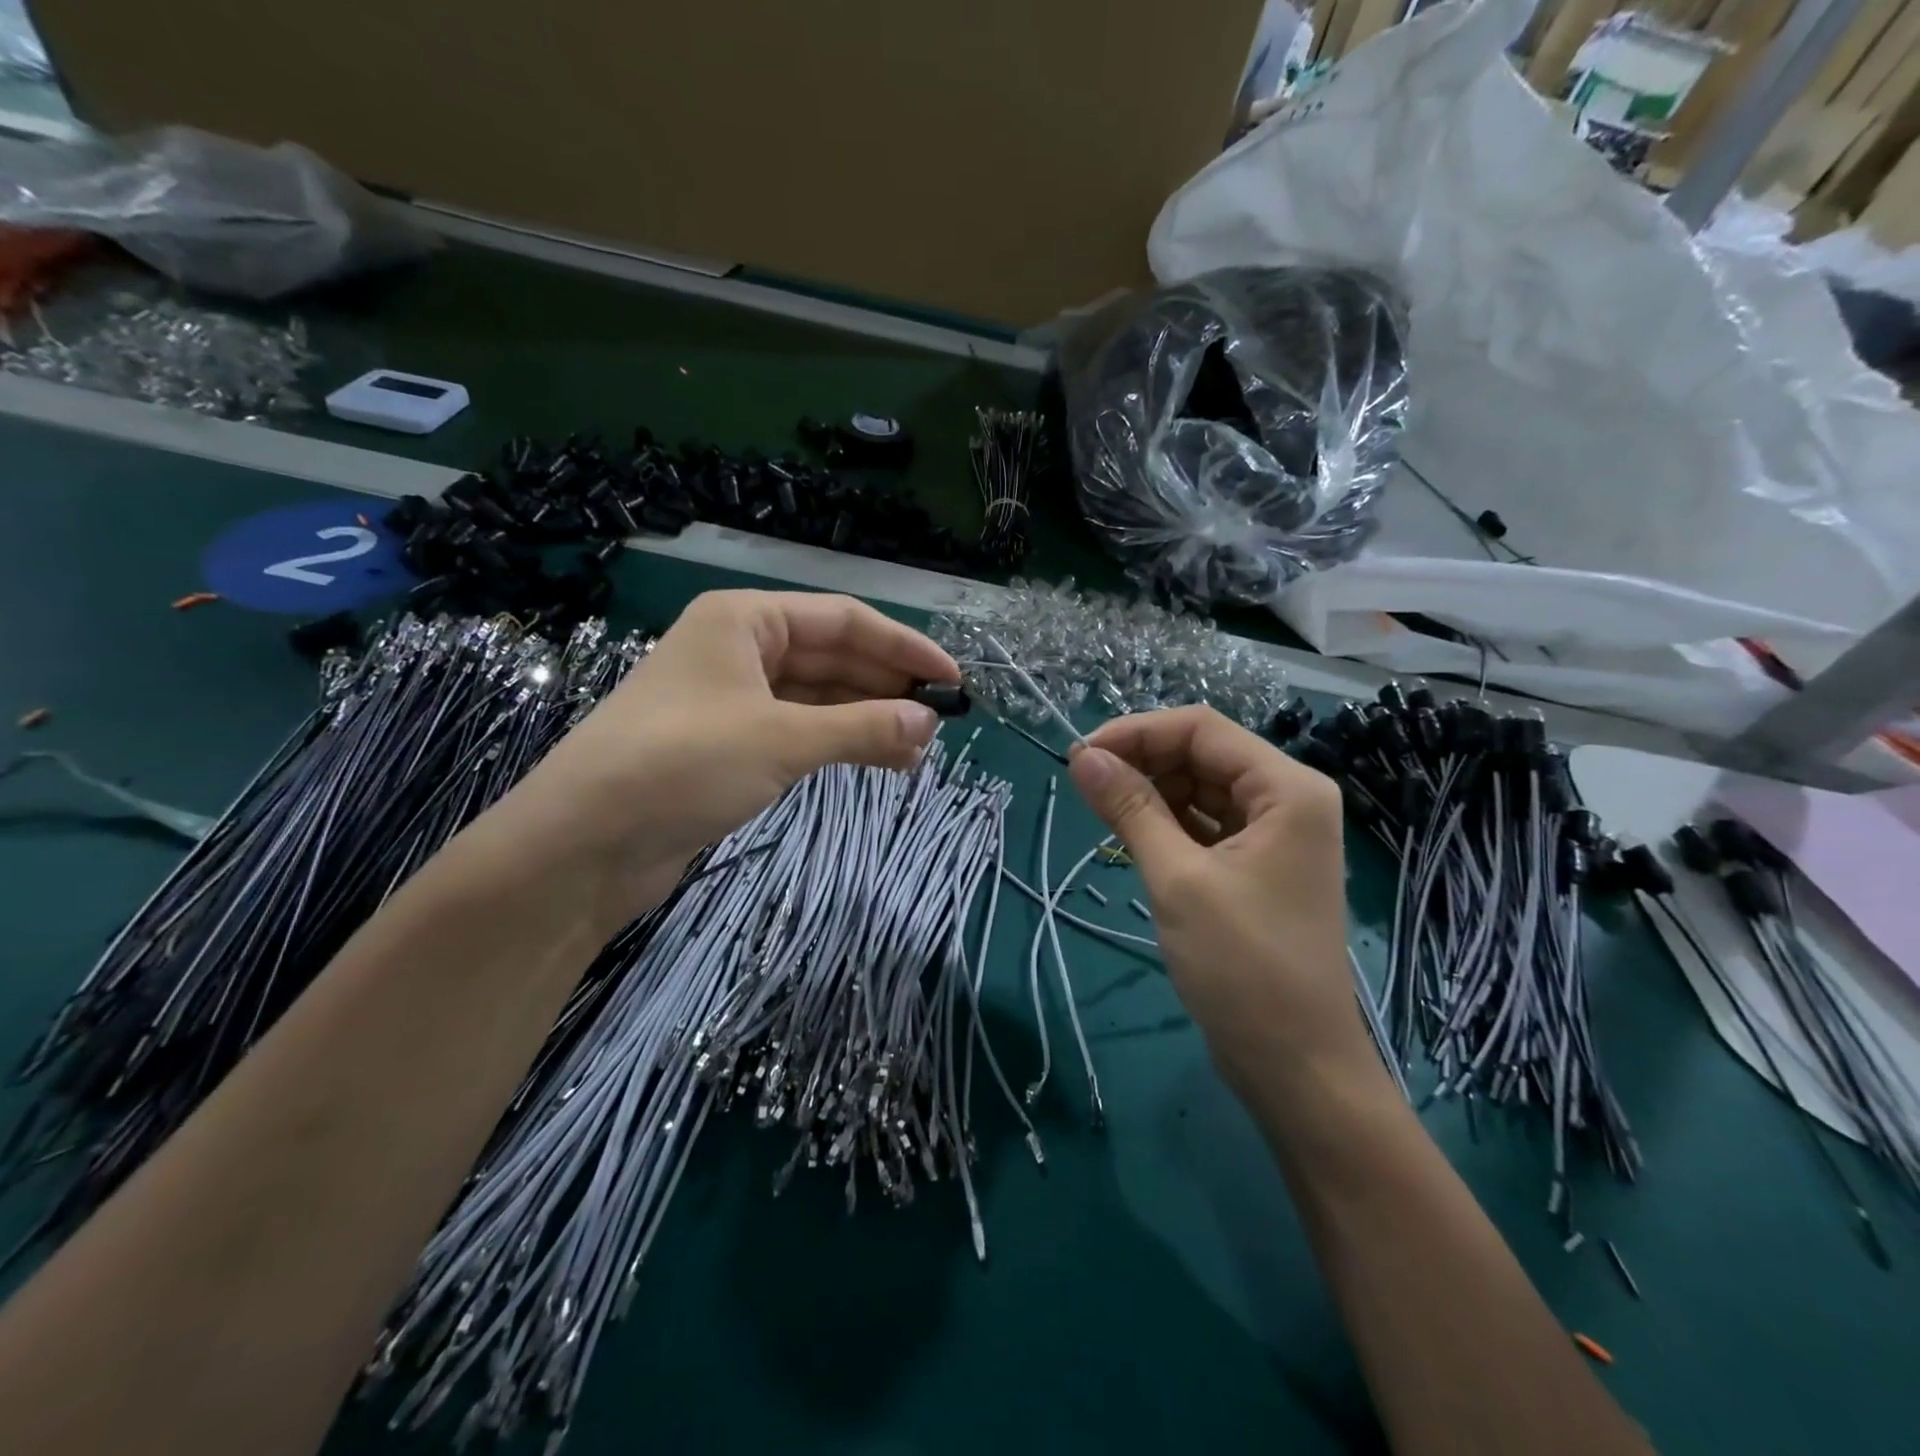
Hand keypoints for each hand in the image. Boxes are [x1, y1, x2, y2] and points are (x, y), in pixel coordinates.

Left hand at [483, 590, 954, 926]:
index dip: (903, 647)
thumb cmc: (682, 764)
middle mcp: (740, 650)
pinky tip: (875, 761)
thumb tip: (928, 723)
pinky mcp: (729, 745)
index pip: (843, 620)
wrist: (583, 845)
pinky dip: (837, 743)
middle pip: (832, 657)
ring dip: (867, 720)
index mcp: (745, 621)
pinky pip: (799, 731)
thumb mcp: (781, 739)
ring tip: (916, 751)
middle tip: (939, 724)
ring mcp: (733, 699)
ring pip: (818, 698)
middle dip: (886, 687)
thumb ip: (862, 728)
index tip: (952, 678)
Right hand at [1066, 707, 1369, 1097]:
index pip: (1202, 729)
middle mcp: (1287, 800)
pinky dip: (1167, 824)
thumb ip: (1131, 808)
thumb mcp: (1178, 878)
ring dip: (1151, 793)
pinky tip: (1130, 834)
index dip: (1137, 732)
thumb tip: (1083, 757)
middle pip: (1203, 755)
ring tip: (1101, 811)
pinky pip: (1205, 825)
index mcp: (1287, 789)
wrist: (1296, 1065)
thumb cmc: (1243, 966)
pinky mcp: (1256, 866)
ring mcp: (1274, 835)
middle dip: (1142, 762)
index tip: (1081, 756)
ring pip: (1201, 789)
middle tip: (1084, 785)